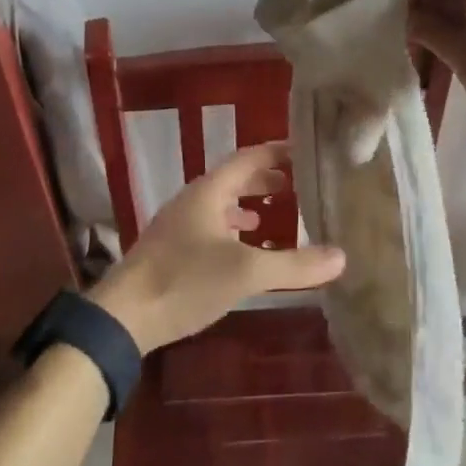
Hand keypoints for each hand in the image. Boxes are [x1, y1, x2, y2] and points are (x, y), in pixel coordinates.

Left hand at [85, 142, 345, 352]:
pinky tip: (243, 249)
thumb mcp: (245, 272)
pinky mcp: (172, 250)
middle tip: (297, 183)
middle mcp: (193, 200)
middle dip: (265, 178)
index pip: (248, 157)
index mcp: (208, 191)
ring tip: (275, 214)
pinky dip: (233, 230)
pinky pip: (210, 227)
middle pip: (234, 179)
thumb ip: (293, 264)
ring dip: (248, 204)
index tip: (304, 149)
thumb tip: (341, 256)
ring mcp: (179, 225)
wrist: (124, 316)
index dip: (276, 151)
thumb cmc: (185, 280)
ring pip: (221, 204)